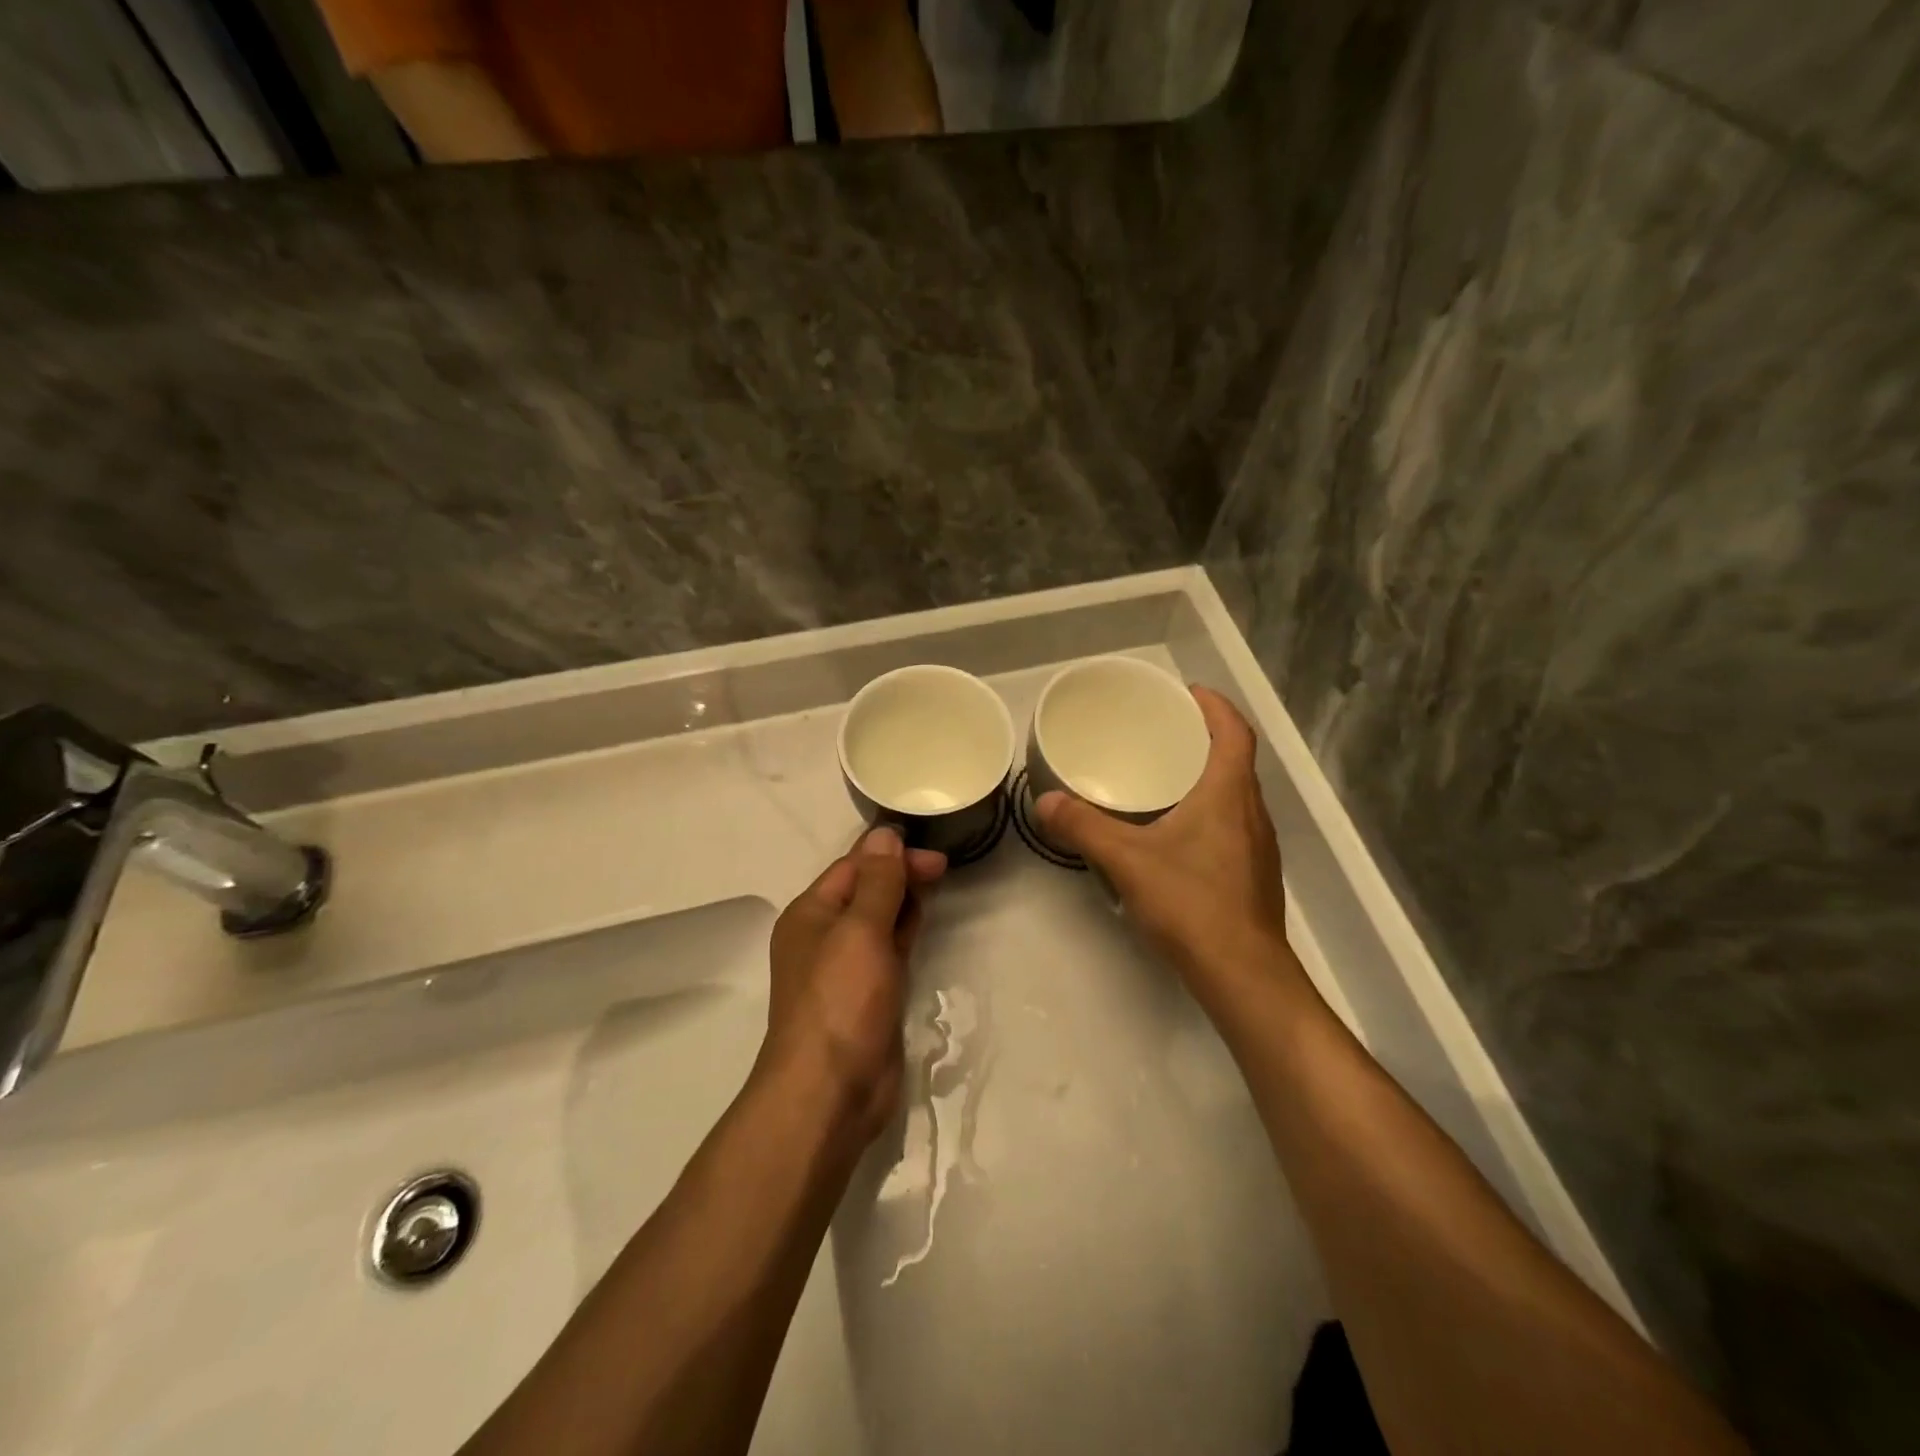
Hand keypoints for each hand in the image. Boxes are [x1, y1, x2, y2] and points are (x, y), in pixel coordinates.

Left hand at [762, 828, 946, 1140]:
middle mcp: (824, 936)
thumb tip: (885, 834)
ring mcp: (846, 968)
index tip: (934, 852)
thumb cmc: (841, 1000)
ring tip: (939, 885)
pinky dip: (906, 932)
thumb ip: (877, 882)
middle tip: (944, 868)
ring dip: (905, 901)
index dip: (891, 854)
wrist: (830, 1092)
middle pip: (866, 890)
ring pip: (879, 920)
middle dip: (901, 874)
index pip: (853, 866)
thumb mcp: (860, 931)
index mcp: (811, 914)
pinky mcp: (869, 995)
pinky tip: (924, 923)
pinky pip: (889, 950)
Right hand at [1037, 687, 1289, 984]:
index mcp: (1229, 793)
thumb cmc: (1192, 903)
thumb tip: (1045, 802)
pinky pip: (1232, 823)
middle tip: (1162, 731)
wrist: (1243, 974)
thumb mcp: (1128, 860)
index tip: (1186, 693)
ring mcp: (1257, 846)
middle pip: (1235, 759)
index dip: (1215, 706)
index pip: (1234, 731)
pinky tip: (1175, 832)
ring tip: (1164, 775)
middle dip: (1203, 737)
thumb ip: (1084, 828)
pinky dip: (1208, 809)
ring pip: (1235, 794)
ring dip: (1207, 775)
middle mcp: (1252, 812)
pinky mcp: (1252, 874)